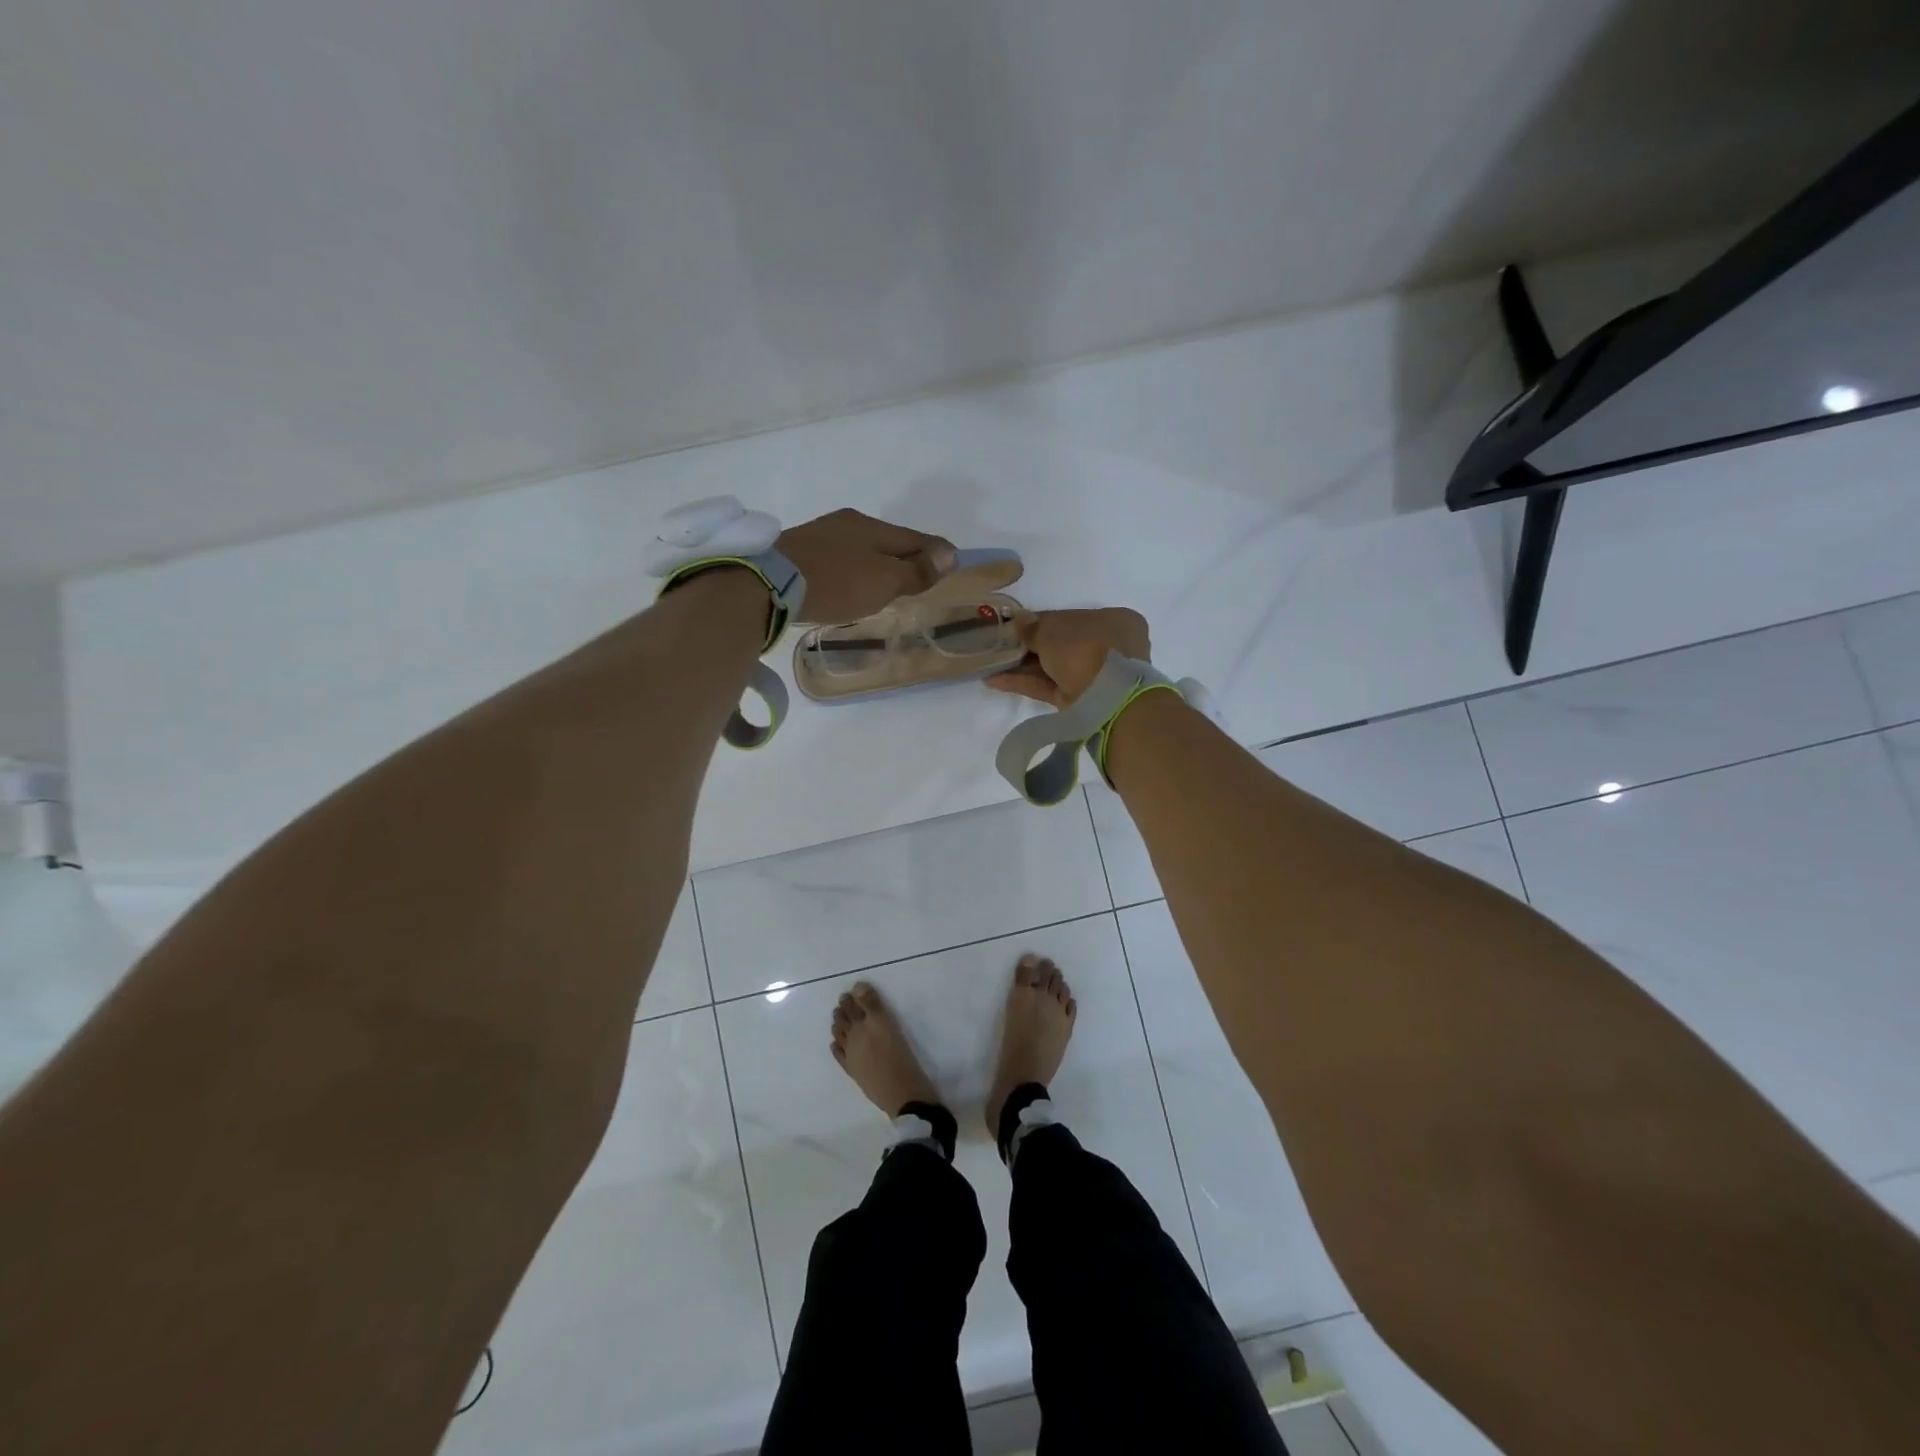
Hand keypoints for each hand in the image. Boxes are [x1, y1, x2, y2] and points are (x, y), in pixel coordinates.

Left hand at [777, 509, 956, 623]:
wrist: (768, 584)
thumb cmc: (836, 582)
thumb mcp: (884, 580)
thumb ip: (916, 570)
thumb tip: (949, 554)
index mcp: (871, 526)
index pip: (915, 538)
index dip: (935, 553)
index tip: (950, 564)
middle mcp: (846, 523)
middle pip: (886, 541)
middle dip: (904, 558)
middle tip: (917, 580)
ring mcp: (818, 535)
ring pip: (860, 549)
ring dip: (876, 565)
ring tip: (883, 586)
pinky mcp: (797, 552)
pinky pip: (837, 560)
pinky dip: (851, 571)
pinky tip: (848, 585)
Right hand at [987, 608, 1150, 707]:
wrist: (1107, 700)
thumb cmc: (1085, 649)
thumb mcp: (1053, 630)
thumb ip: (1032, 627)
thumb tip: (1018, 619)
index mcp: (1112, 620)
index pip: (1069, 618)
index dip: (1039, 621)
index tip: (1013, 625)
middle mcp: (1107, 647)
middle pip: (1060, 644)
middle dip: (1028, 646)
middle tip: (998, 646)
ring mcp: (1094, 676)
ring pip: (1052, 667)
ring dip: (1022, 666)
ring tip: (990, 663)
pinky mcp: (1079, 701)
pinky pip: (1048, 686)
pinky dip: (1024, 682)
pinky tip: (994, 680)